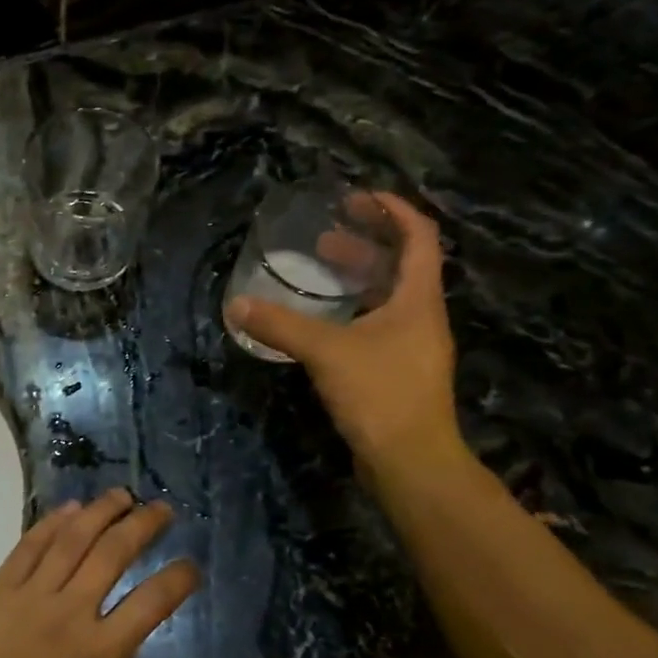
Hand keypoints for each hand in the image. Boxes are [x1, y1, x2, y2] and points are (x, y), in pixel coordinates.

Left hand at [0, 490, 198, 657]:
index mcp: (101, 652)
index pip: (152, 602)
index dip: (179, 579)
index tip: (191, 566)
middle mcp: (71, 611)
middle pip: (114, 553)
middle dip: (143, 525)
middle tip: (162, 508)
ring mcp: (31, 594)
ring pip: (73, 539)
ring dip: (101, 512)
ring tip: (121, 496)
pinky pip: (29, 546)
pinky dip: (52, 523)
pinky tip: (70, 509)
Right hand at [226, 192, 464, 477]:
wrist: (410, 460)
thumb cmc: (379, 394)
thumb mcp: (325, 352)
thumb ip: (280, 326)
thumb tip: (236, 305)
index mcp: (418, 299)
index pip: (418, 236)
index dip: (393, 210)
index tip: (358, 197)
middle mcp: (421, 316)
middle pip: (400, 265)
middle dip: (364, 244)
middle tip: (324, 237)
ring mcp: (411, 346)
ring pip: (387, 298)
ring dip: (356, 279)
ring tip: (318, 271)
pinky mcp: (397, 372)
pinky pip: (376, 326)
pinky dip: (350, 312)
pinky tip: (320, 323)